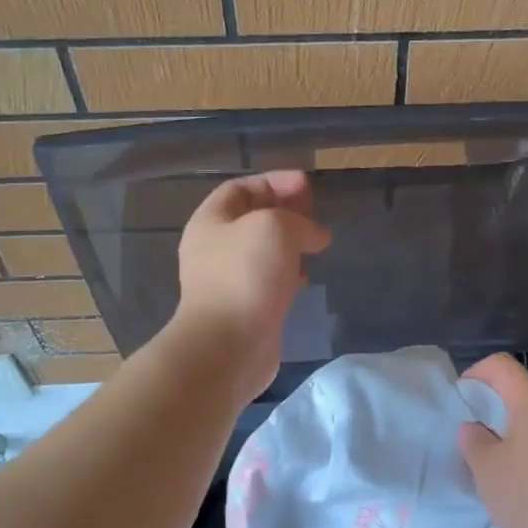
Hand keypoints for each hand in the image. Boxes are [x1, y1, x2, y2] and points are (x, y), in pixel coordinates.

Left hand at [170, 170, 330, 400]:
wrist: (228, 345)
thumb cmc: (246, 275)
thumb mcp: (275, 227)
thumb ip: (298, 220)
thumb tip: (315, 235)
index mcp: (211, 221)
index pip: (241, 188)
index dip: (274, 181)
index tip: (307, 185)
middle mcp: (215, 248)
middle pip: (251, 218)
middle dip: (285, 211)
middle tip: (314, 212)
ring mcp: (228, 281)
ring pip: (262, 251)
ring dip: (289, 243)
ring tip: (317, 243)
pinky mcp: (245, 309)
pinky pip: (268, 281)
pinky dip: (288, 273)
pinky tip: (305, 278)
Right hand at [458, 353, 527, 527]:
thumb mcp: (488, 470)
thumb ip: (473, 443)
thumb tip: (473, 428)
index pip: (500, 365)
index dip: (474, 375)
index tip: (459, 403)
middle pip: (517, 398)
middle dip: (488, 416)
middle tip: (469, 444)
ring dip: (507, 445)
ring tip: (491, 476)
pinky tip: (519, 498)